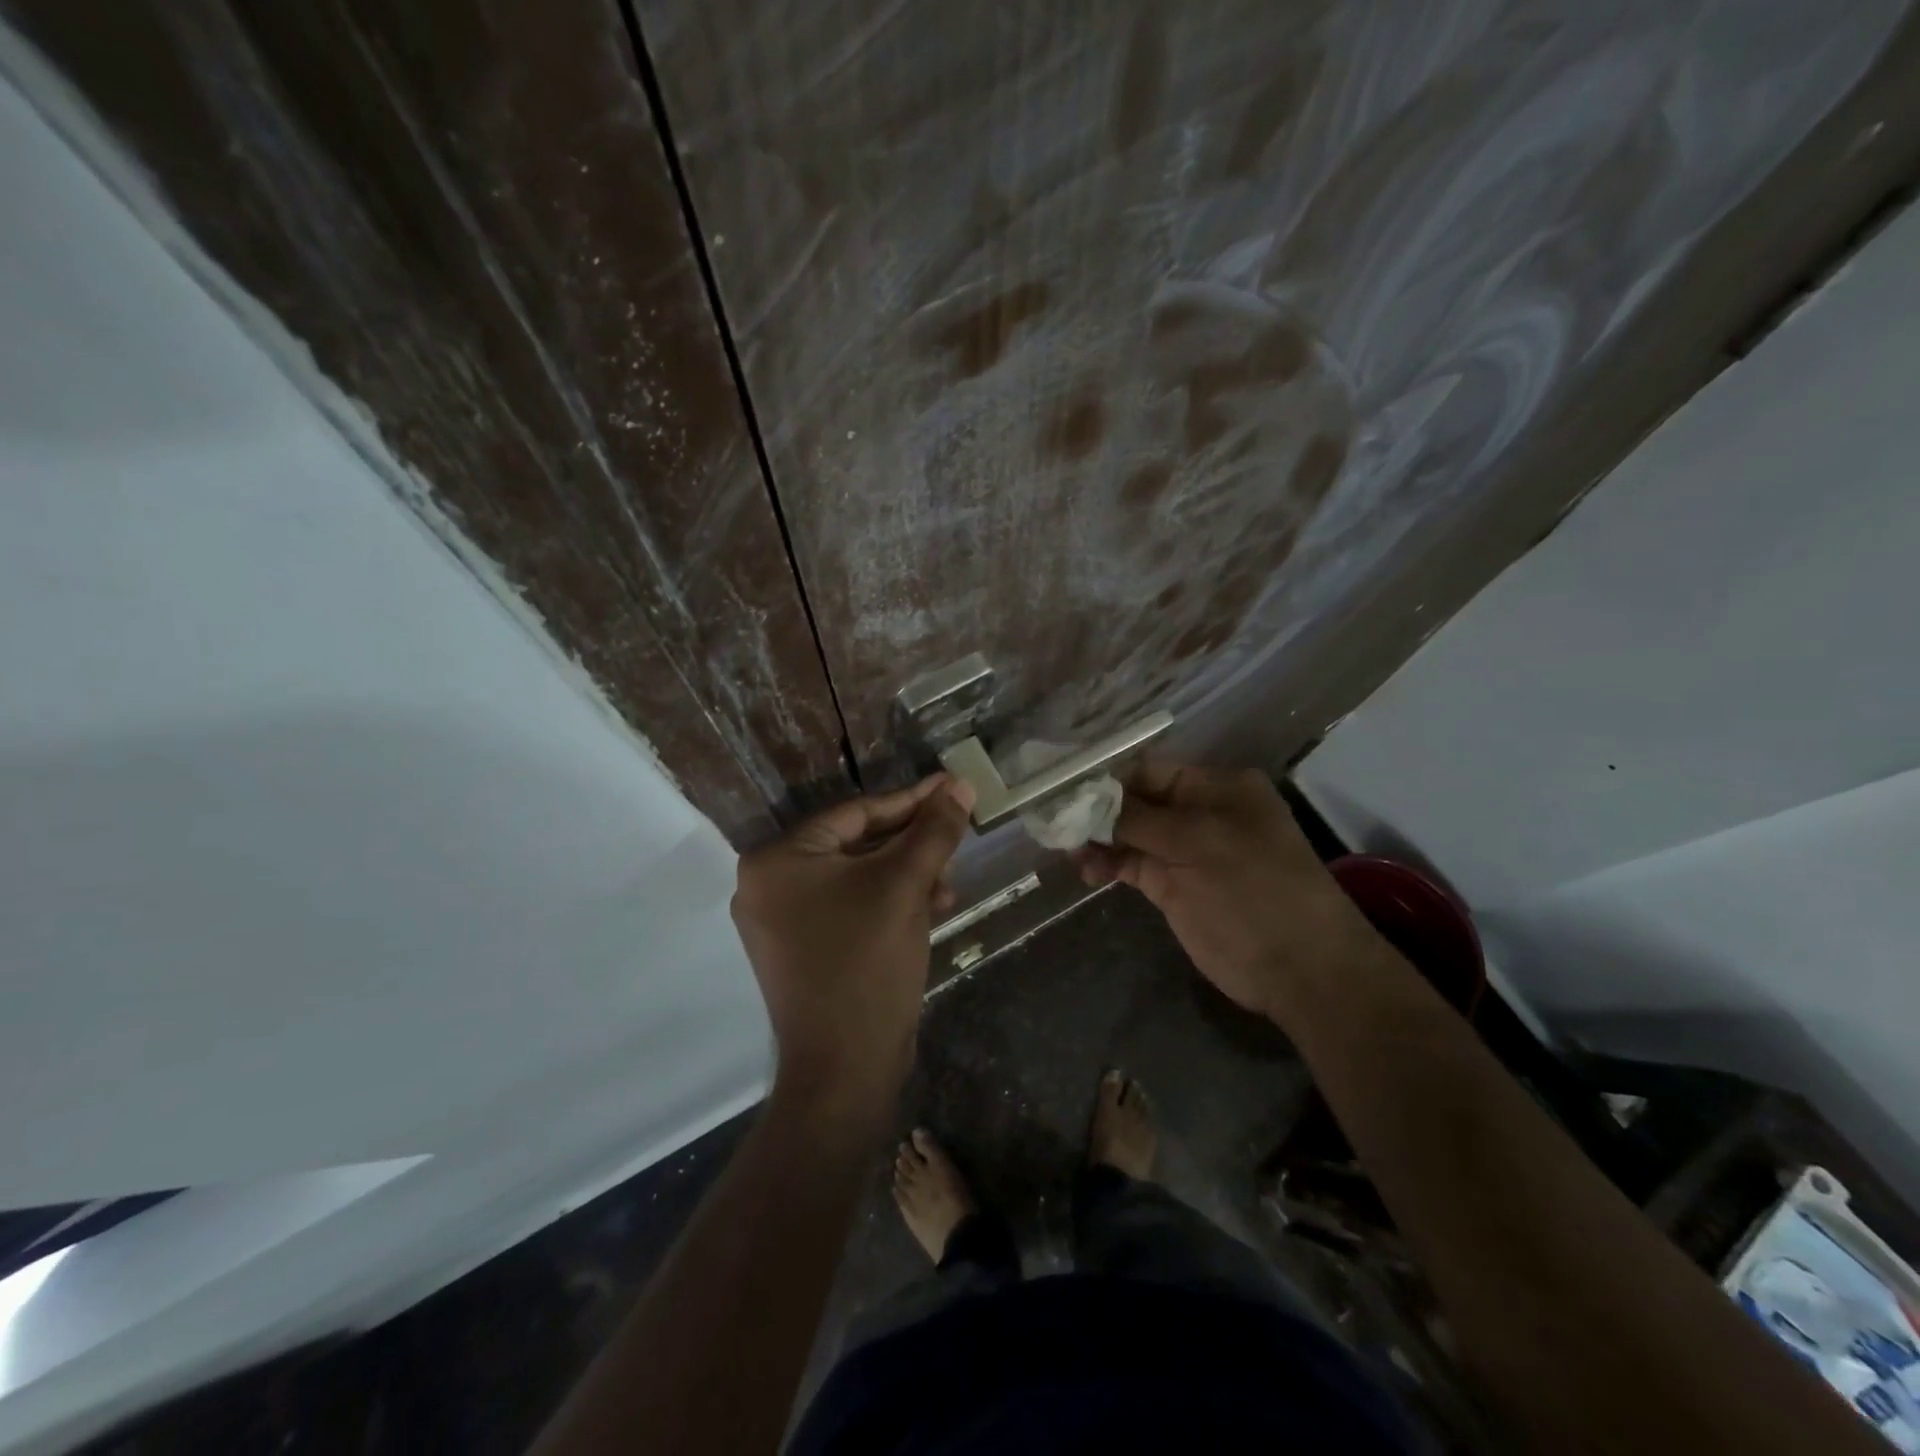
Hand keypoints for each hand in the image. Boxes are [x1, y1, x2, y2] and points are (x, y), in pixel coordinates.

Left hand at [732, 775, 974, 1115]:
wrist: (845, 1070)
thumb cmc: (867, 963)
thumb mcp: (904, 886)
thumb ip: (933, 831)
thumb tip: (959, 784)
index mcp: (777, 860)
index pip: (855, 813)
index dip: (911, 801)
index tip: (952, 788)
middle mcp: (768, 884)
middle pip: (856, 844)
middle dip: (912, 844)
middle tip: (956, 834)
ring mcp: (783, 921)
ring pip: (857, 878)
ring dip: (907, 876)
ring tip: (948, 885)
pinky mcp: (803, 949)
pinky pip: (851, 907)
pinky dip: (889, 903)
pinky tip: (930, 908)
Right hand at [1076, 760, 1379, 1021]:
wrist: (1298, 967)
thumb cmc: (1254, 888)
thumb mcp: (1198, 842)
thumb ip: (1138, 818)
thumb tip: (1087, 801)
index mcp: (1217, 787)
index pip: (1150, 770)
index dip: (1109, 779)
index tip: (1067, 791)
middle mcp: (1199, 812)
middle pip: (1135, 801)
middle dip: (1097, 810)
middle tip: (1057, 822)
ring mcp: (1184, 851)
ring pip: (1128, 833)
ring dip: (1097, 839)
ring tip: (1069, 851)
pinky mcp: (1172, 885)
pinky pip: (1131, 864)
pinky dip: (1107, 864)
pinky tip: (1086, 870)